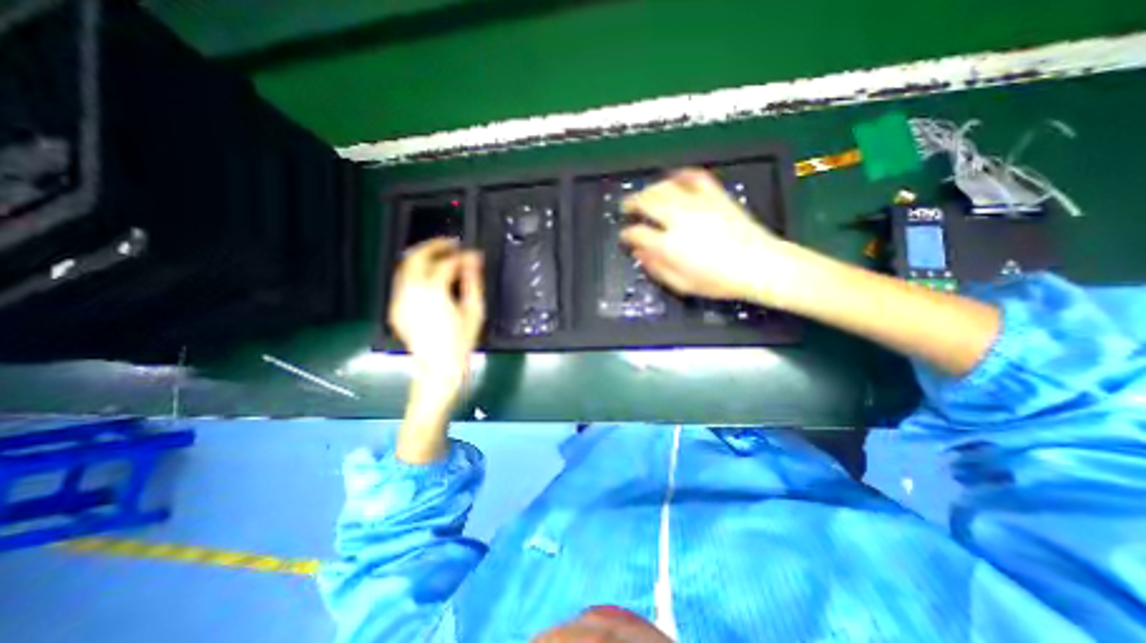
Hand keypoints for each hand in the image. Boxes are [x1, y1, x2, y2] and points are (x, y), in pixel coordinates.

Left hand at [393, 240, 484, 403]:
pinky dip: (414, 272)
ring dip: (422, 256)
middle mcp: (412, 290)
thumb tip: (474, 259)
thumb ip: (473, 281)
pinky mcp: (396, 308)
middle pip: (417, 256)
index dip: (461, 255)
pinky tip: (428, 276)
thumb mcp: (474, 310)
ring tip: (440, 255)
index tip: (472, 254)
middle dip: (434, 246)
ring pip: (405, 267)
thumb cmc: (461, 341)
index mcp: (434, 291)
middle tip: (451, 244)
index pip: (447, 263)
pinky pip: (402, 282)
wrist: (439, 367)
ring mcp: (400, 299)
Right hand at [624, 168, 798, 309]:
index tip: (625, 236)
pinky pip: (695, 178)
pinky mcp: (715, 196)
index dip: (626, 234)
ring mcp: (698, 205)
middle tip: (626, 207)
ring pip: (665, 187)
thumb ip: (656, 268)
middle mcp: (679, 220)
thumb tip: (639, 254)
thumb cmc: (719, 281)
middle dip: (632, 203)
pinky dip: (681, 175)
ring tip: (645, 194)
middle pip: (647, 202)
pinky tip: (674, 177)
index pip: (637, 233)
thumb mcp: (681, 284)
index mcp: (669, 244)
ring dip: (650, 189)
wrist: (759, 266)